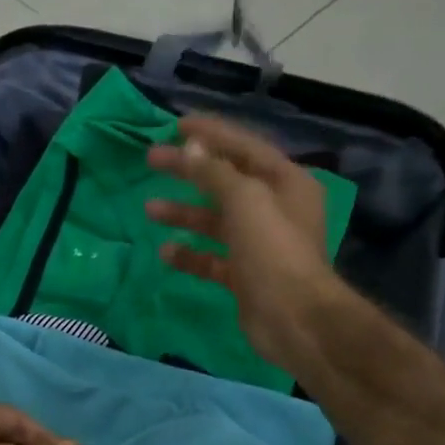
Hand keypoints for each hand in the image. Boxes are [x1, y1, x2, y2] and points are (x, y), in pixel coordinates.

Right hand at [144, 113, 338, 367]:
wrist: (294, 319)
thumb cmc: (274, 251)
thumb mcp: (246, 200)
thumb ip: (216, 173)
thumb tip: (191, 148)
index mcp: (285, 182)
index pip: (244, 147)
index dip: (211, 133)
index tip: (176, 125)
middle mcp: (274, 209)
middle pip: (225, 182)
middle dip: (189, 171)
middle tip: (152, 160)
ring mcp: (259, 245)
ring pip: (215, 221)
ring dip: (184, 214)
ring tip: (150, 210)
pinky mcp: (245, 276)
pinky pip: (212, 258)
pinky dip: (190, 254)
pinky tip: (165, 253)